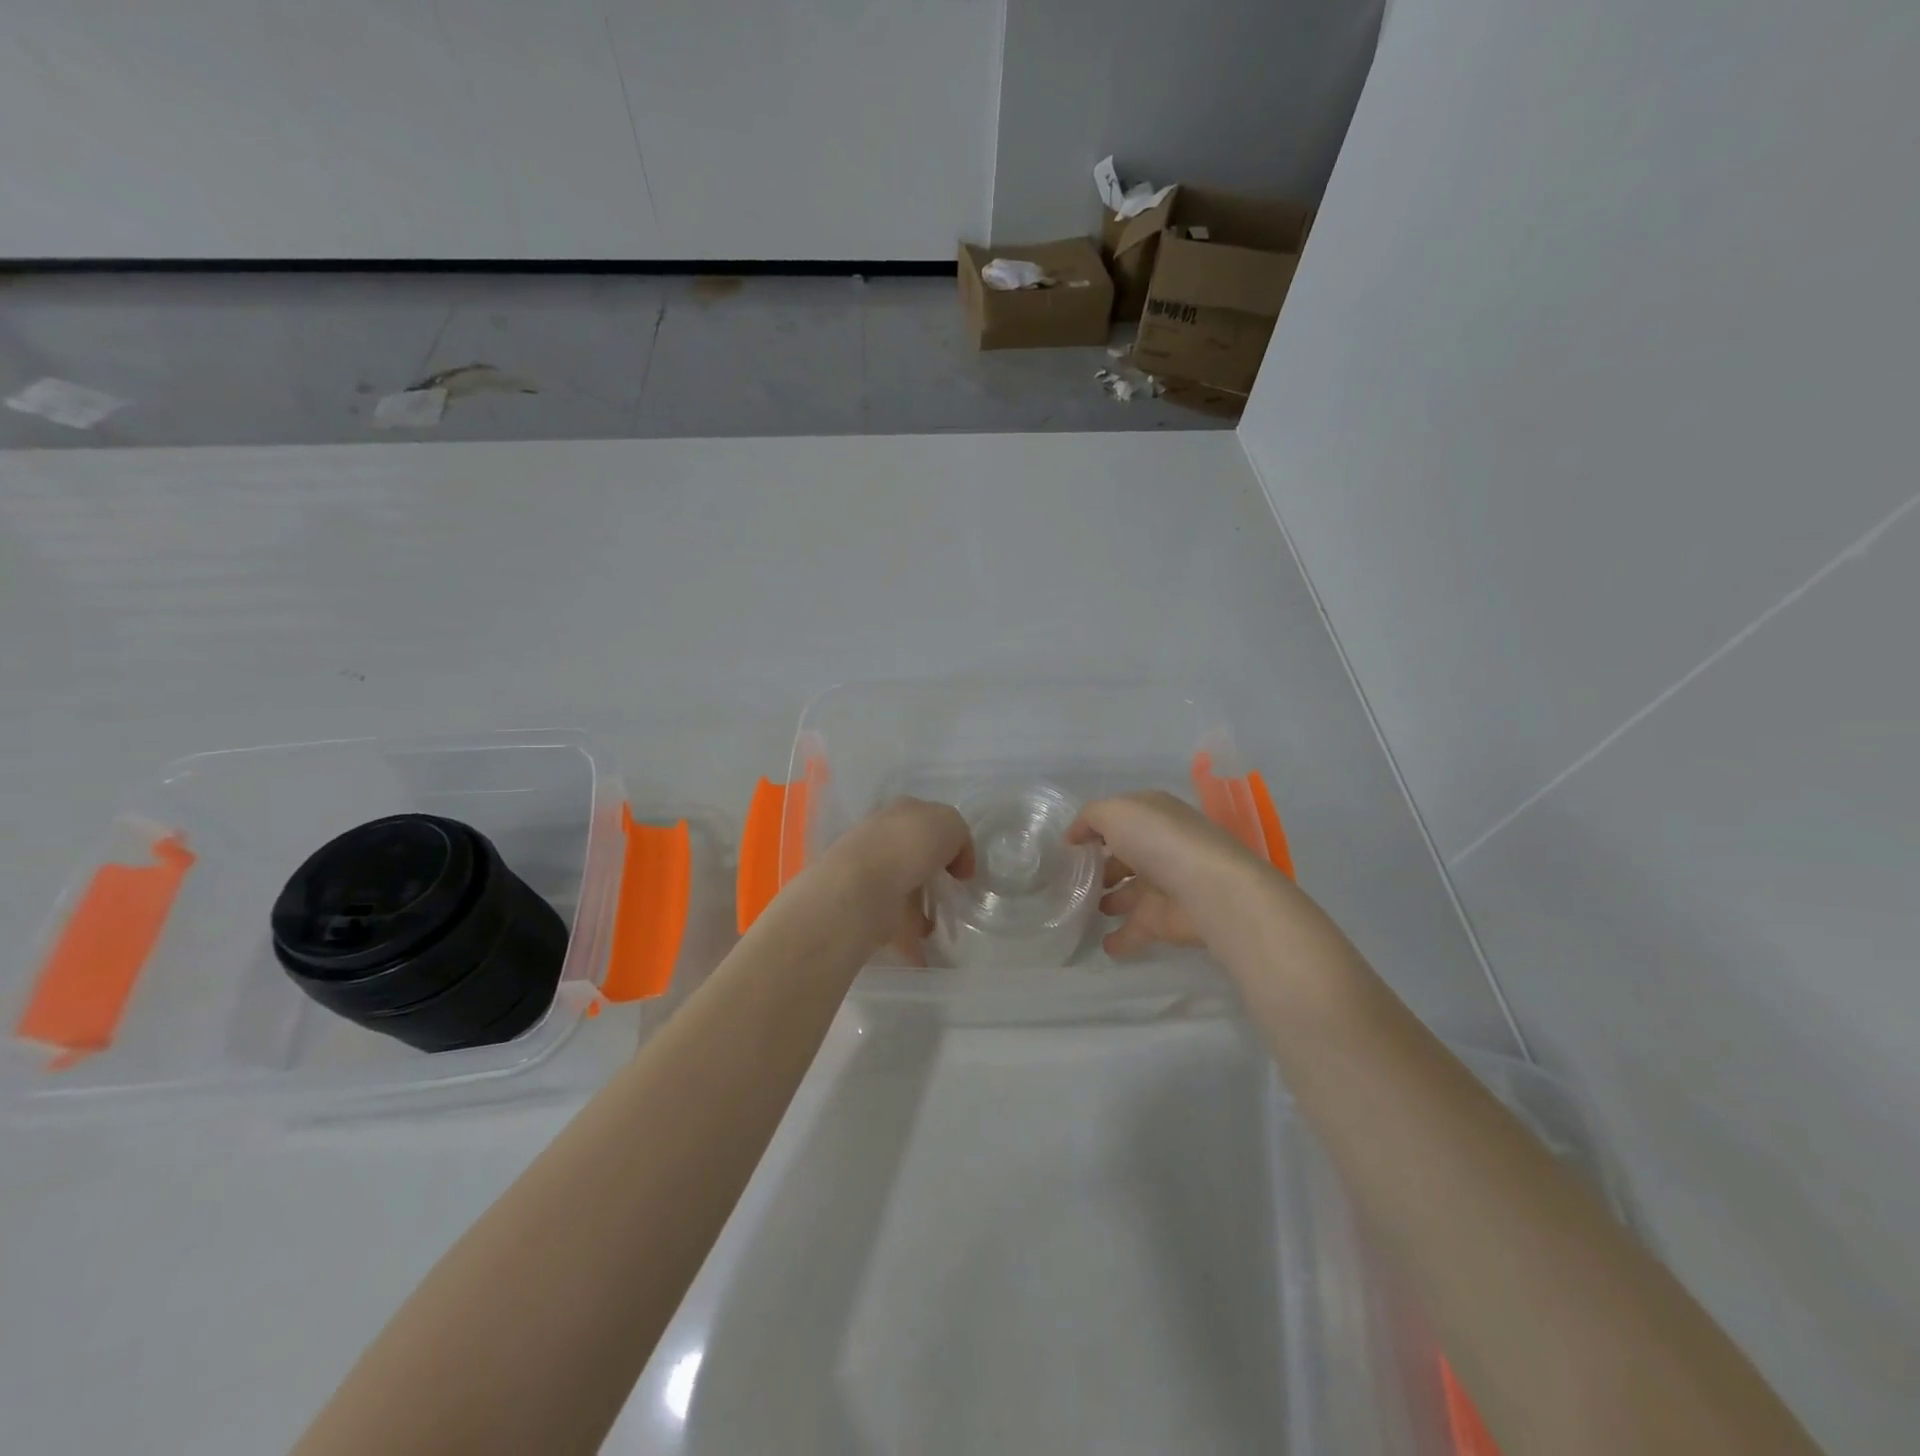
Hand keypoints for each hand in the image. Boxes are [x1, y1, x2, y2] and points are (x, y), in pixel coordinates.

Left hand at [822, 797, 974, 965]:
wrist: (863, 886)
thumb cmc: (909, 845)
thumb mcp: (950, 823)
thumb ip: (959, 838)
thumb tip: (956, 866)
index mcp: (901, 812)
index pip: (928, 822)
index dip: (950, 842)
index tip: (962, 869)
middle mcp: (883, 839)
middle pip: (914, 856)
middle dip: (932, 874)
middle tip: (953, 894)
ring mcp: (872, 876)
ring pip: (904, 891)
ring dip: (921, 909)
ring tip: (943, 927)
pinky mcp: (867, 910)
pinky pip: (897, 925)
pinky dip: (912, 940)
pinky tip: (928, 952)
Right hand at [1067, 791, 1262, 957]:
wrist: (1208, 890)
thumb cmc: (1159, 840)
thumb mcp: (1115, 812)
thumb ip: (1089, 818)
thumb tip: (1075, 837)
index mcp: (1152, 815)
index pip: (1119, 817)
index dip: (1093, 828)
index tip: (1067, 846)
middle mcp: (1159, 847)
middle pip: (1124, 856)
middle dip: (1100, 866)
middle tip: (1070, 879)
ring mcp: (1163, 885)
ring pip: (1129, 893)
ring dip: (1108, 900)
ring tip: (1079, 908)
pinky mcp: (1164, 921)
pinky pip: (1135, 930)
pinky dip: (1120, 938)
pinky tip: (1102, 944)